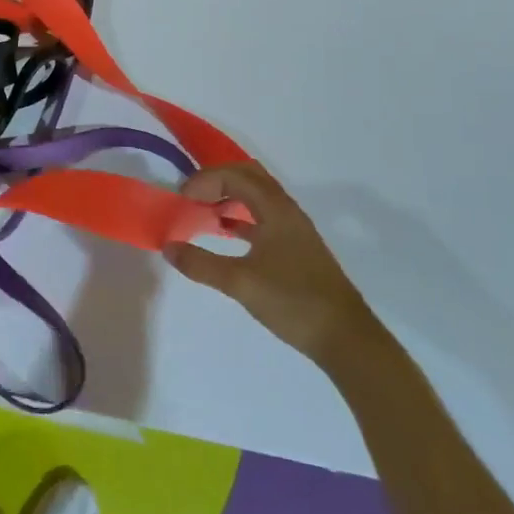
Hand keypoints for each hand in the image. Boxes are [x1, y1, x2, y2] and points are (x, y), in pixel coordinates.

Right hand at [164, 162, 375, 362]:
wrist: (345, 338)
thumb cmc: (293, 301)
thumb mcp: (240, 283)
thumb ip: (200, 264)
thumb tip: (168, 247)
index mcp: (275, 208)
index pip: (234, 175)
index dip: (203, 181)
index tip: (181, 199)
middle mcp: (286, 210)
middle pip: (248, 176)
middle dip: (216, 180)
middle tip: (191, 196)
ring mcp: (293, 228)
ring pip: (257, 196)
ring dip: (229, 196)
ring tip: (203, 212)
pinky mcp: (296, 247)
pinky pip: (262, 216)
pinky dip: (240, 217)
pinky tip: (225, 234)